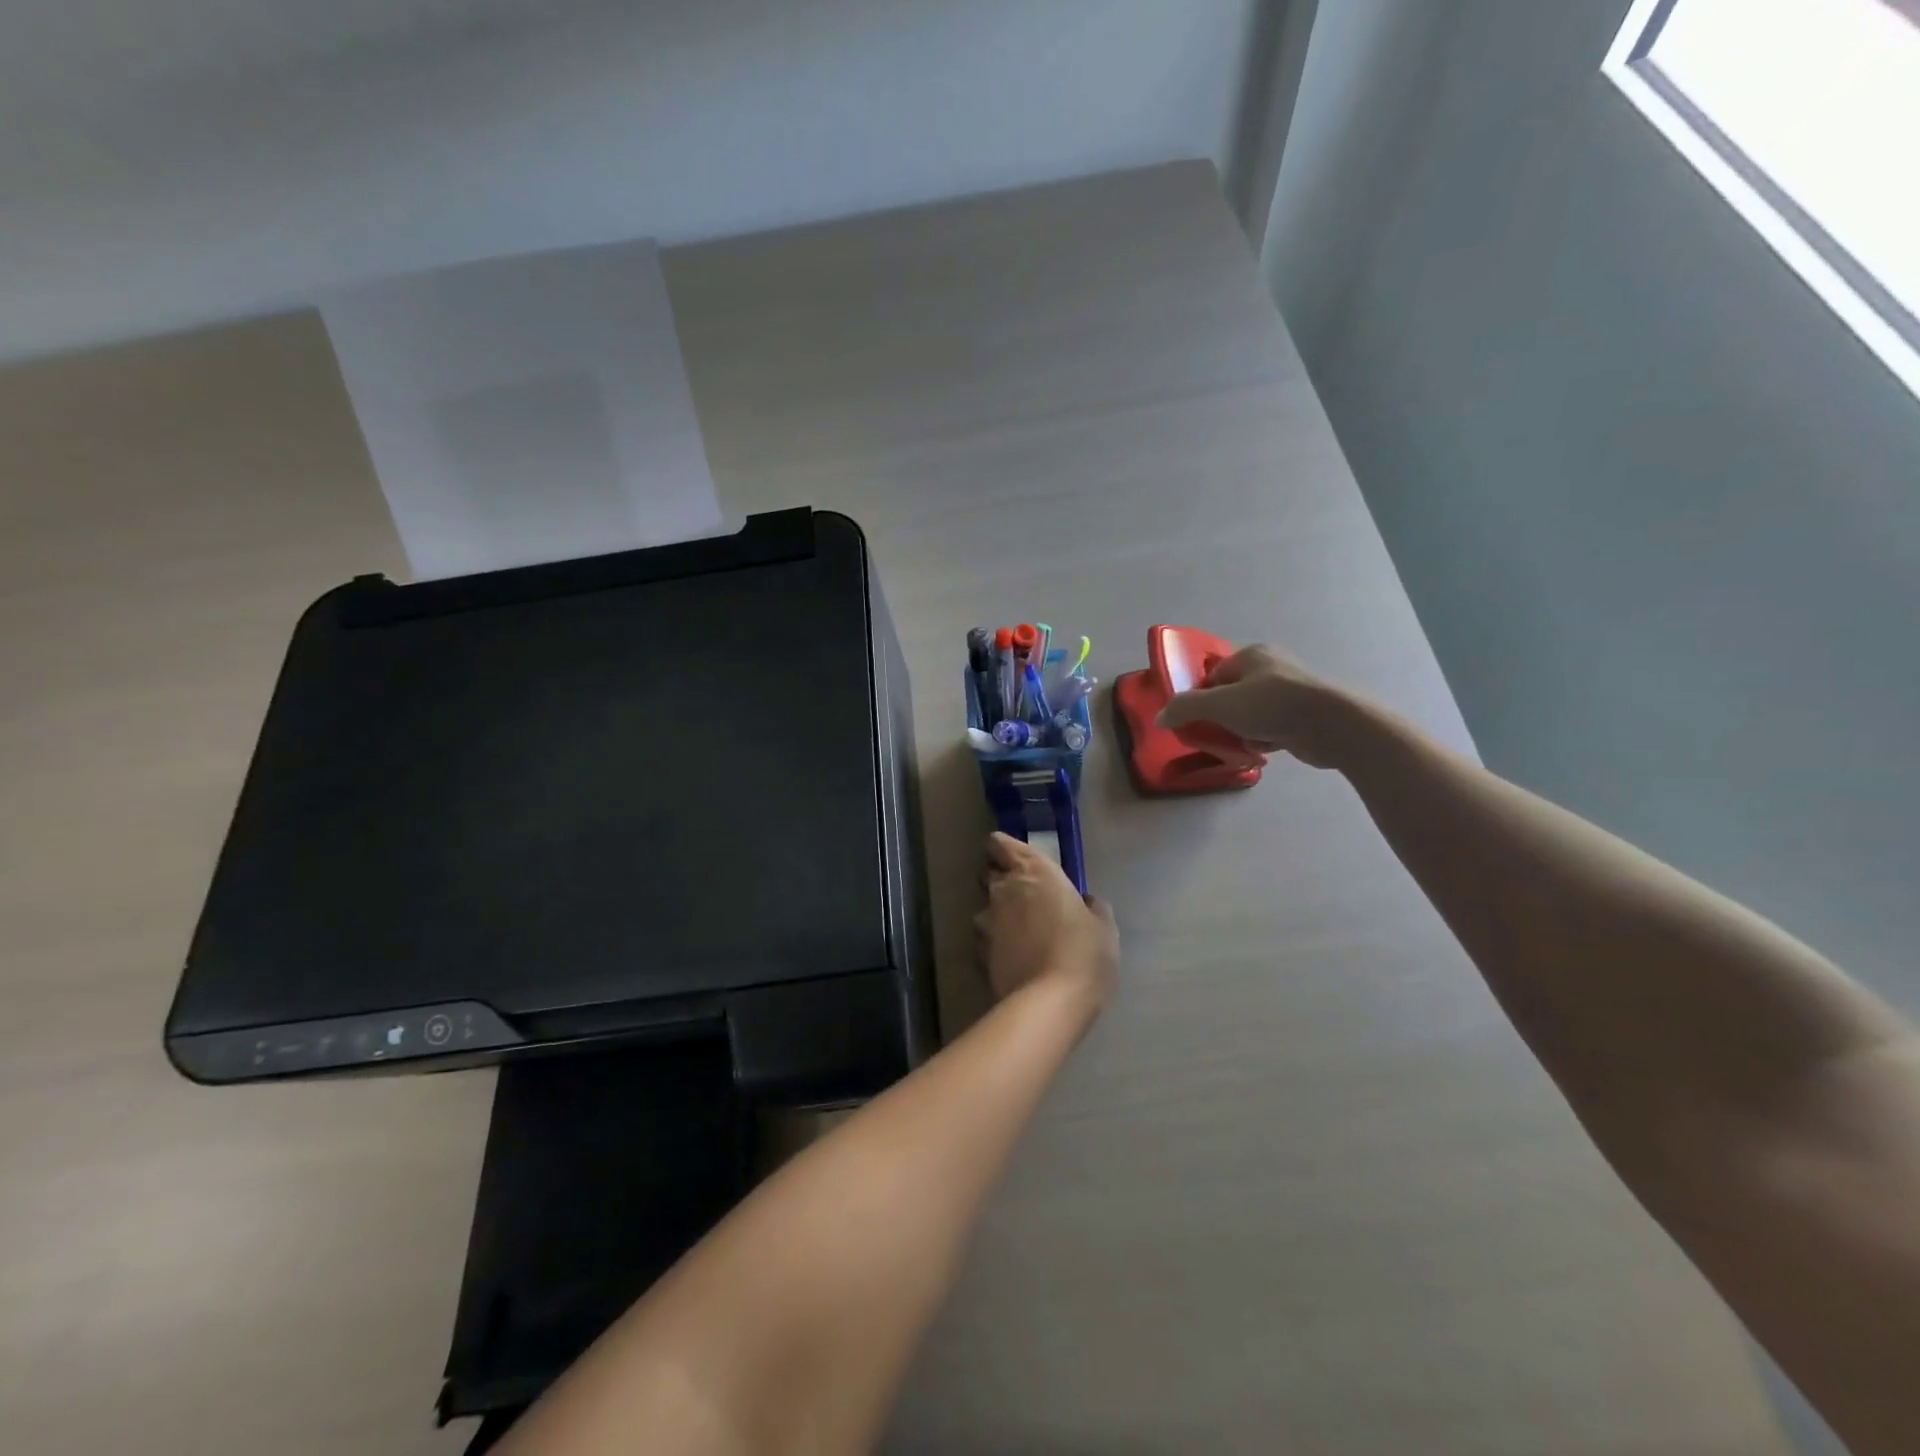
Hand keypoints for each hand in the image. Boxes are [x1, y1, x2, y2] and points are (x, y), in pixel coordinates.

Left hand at [976, 833, 1118, 1006]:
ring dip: (998, 915)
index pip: (1000, 844)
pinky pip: (985, 939)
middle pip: (989, 873)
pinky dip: (995, 943)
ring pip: (985, 908)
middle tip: (1024, 897)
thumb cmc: (1084, 953)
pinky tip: (1013, 958)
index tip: (1014, 859)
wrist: (1050, 1001)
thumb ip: (1092, 908)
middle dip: (1000, 880)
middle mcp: (1004, 889)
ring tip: (1019, 935)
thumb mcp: (1103, 928)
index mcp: (1034, 872)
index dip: (1003, 849)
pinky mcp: (978, 952)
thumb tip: (1086, 902)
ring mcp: (986, 921)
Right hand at [1156, 644, 1351, 768]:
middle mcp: (1271, 668)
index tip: (1194, 720)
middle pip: (1230, 695)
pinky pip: (1270, 727)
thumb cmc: (1272, 705)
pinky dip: (1263, 739)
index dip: (1200, 697)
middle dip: (1221, 718)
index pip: (1213, 675)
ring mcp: (1289, 692)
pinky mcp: (1302, 715)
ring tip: (1241, 744)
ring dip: (1241, 731)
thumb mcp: (1220, 704)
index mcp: (1252, 655)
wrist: (1331, 725)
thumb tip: (1160, 717)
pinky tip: (1263, 749)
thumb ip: (1186, 708)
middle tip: (1214, 735)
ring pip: (1249, 714)